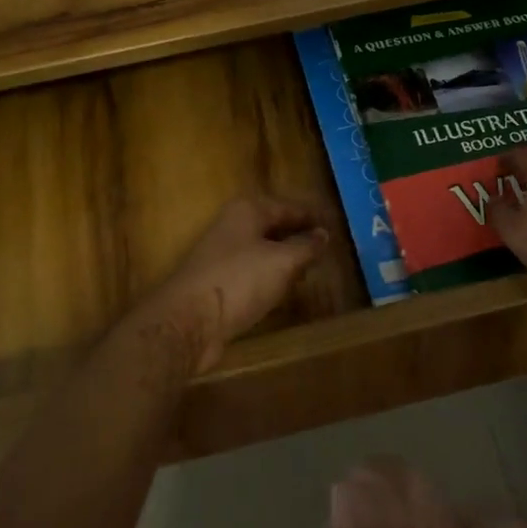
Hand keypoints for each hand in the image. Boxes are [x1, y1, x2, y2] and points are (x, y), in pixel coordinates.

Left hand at [138, 197, 327, 373]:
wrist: (189, 320)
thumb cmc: (239, 280)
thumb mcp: (282, 261)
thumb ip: (306, 246)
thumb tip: (323, 234)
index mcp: (248, 210)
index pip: (290, 207)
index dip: (314, 216)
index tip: (337, 224)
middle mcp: (234, 226)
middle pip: (274, 225)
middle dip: (300, 235)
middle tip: (329, 247)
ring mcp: (224, 254)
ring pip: (263, 249)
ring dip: (286, 257)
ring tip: (313, 267)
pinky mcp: (219, 281)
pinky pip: (253, 271)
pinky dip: (272, 276)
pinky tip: (285, 288)